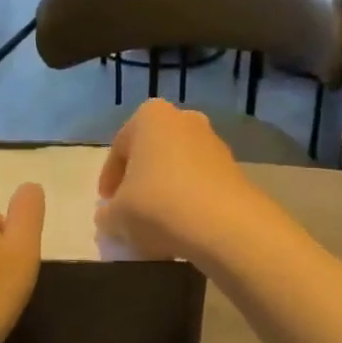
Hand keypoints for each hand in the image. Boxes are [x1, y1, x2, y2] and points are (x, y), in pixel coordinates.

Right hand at [96, 99, 274, 264]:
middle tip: (130, 210)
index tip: (107, 205)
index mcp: (149, 116)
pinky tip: (184, 226)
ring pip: (178, 167)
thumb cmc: (158, 205)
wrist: (225, 224)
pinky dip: (189, 199)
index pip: (119, 150)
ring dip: (166, 190)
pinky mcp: (234, 167)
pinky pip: (201, 182)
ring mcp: (213, 141)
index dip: (109, 181)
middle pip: (152, 153)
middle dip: (140, 180)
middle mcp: (183, 119)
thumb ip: (107, 213)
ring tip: (157, 223)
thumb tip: (109, 216)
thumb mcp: (117, 215)